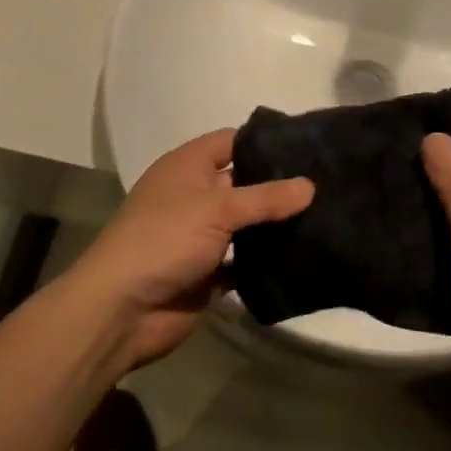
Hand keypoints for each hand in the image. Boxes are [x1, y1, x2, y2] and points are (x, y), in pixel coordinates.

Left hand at [71, 129, 312, 370]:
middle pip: (243, 183)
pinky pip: (244, 262)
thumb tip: (310, 185)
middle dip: (279, 186)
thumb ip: (266, 197)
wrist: (122, 309)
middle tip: (329, 184)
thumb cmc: (165, 240)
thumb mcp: (217, 208)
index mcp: (187, 166)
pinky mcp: (208, 272)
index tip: (308, 146)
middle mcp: (194, 195)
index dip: (265, 142)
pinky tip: (304, 257)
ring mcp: (201, 236)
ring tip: (326, 218)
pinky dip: (266, 262)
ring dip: (275, 226)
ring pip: (246, 224)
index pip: (232, 141)